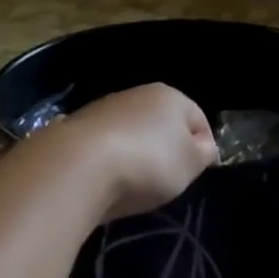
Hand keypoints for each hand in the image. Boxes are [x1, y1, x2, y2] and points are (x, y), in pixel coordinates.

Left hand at [61, 83, 218, 220]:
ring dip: (136, 154)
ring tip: (133, 183)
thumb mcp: (191, 164)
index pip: (198, 118)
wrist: (79, 167)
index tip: (196, 172)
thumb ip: (203, 153)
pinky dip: (109, 160)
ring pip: (131, 133)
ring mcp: (102, 109)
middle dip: (166, 149)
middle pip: (161, 123)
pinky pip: (104, 146)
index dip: (203, 146)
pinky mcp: (76, 129)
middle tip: (167, 180)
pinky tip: (106, 180)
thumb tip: (203, 145)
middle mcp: (136, 94)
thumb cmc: (148, 163)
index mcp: (170, 96)